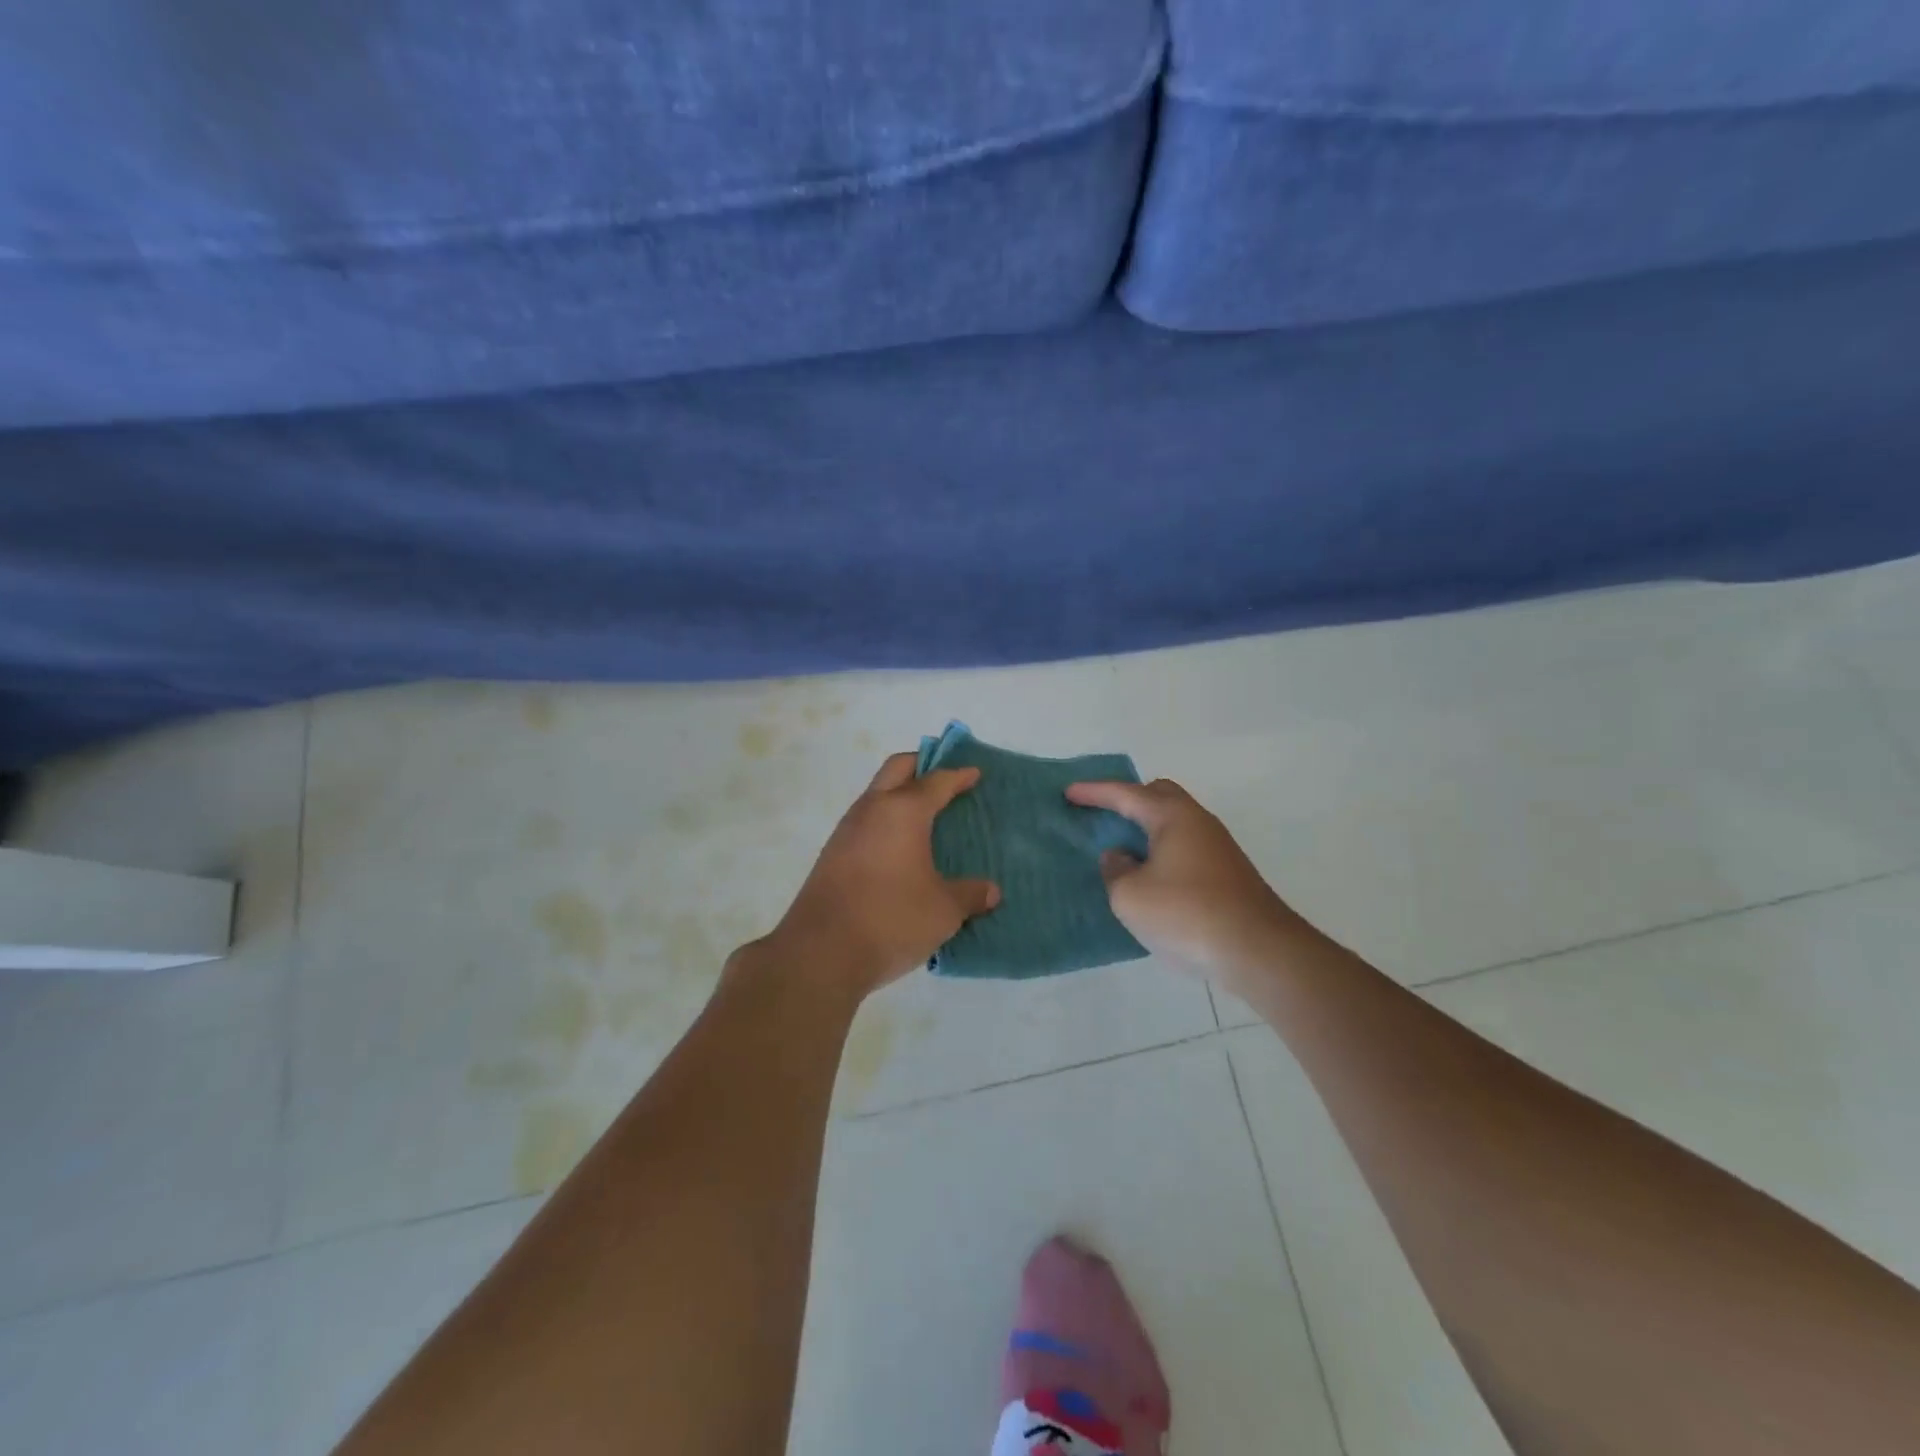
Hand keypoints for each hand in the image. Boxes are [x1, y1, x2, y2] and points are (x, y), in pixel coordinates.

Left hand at [756, 752, 1000, 999]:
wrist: (820, 953)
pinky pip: (866, 821)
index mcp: (903, 811)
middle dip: (922, 765)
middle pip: (898, 768)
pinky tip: (900, 848)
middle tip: (946, 778)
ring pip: (876, 794)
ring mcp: (846, 831)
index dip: (958, 775)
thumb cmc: (891, 919)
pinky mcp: (832, 855)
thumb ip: (970, 895)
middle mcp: (871, 810)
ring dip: (900, 794)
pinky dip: (886, 821)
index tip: (974, 774)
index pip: (936, 781)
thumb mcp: (943, 911)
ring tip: (926, 815)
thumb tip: (990, 891)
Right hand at [1064, 778, 1307, 989]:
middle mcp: (1198, 822)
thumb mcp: (1130, 896)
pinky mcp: (1228, 873)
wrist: (1259, 950)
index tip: (1068, 792)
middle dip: (1128, 800)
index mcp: (1172, 816)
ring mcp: (1218, 847)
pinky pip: (1185, 847)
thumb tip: (1120, 858)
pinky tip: (1150, 877)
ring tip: (1121, 849)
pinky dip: (1162, 851)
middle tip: (1102, 815)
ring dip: (1146, 829)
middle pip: (1159, 795)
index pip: (1125, 794)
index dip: (1094, 792)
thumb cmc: (1186, 914)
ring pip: (1175, 823)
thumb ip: (1115, 870)